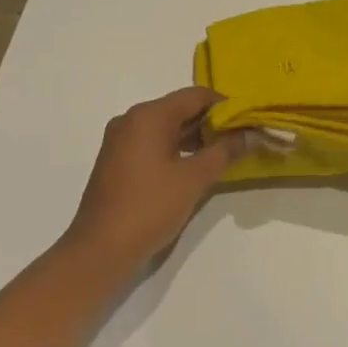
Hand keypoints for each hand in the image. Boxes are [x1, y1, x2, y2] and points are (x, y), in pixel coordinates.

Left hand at [63, 87, 248, 272]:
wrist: (99, 250)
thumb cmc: (149, 208)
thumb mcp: (195, 179)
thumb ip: (224, 152)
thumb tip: (247, 135)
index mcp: (149, 116)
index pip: (196, 96)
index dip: (225, 106)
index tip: (247, 122)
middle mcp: (131, 120)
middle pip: (180, 109)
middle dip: (211, 122)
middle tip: (239, 140)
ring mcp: (120, 140)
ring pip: (166, 127)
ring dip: (194, 137)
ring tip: (221, 155)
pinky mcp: (116, 160)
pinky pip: (152, 143)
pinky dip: (175, 149)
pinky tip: (193, 168)